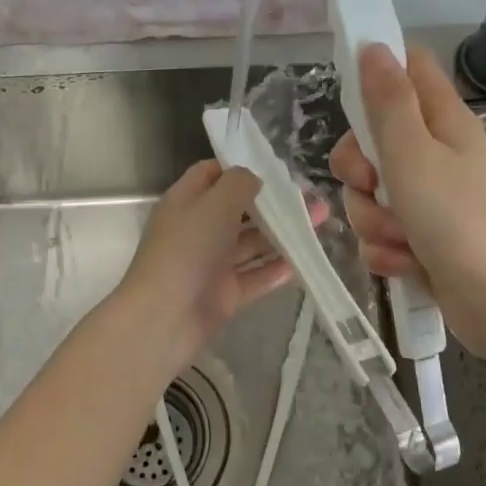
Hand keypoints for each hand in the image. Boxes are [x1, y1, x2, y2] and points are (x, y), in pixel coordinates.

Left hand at [112, 160, 325, 372]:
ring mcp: (211, 263)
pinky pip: (255, 276)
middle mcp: (197, 229)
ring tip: (321, 222)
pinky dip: (277, 268)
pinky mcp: (224, 294)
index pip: (210, 174)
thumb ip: (238, 184)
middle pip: (238, 209)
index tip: (274, 167)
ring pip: (250, 243)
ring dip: (282, 233)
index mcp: (185, 202)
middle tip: (310, 197)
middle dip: (272, 203)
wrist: (164, 318)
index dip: (239, 167)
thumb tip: (254, 177)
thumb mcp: (214, 205)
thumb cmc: (187, 250)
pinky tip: (305, 260)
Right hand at [331, 44, 485, 357]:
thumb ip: (388, 101)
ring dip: (373, 218)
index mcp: (442, 120)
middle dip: (359, 169)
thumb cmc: (456, 219)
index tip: (349, 96)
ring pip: (370, 192)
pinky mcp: (420, 236)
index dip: (377, 72)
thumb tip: (374, 46)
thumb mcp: (412, 152)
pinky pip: (380, 230)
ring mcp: (428, 197)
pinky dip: (386, 249)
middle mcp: (435, 152)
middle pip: (373, 138)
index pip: (409, 67)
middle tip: (373, 183)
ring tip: (401, 237)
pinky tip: (405, 262)